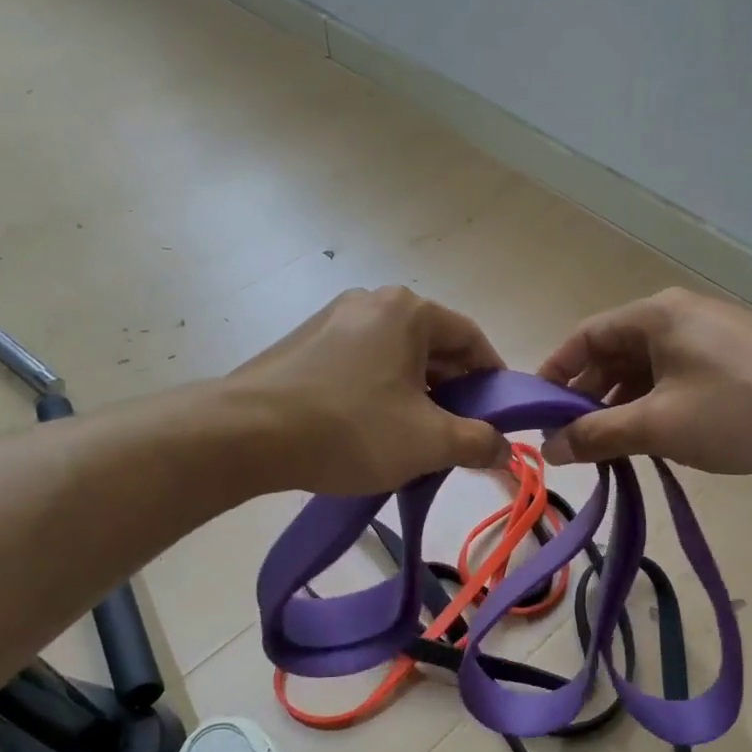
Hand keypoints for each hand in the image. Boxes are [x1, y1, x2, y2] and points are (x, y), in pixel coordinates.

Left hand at [231, 287, 509, 494]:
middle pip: (432, 347)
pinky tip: (373, 430)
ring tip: (417, 439)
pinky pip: (361, 365)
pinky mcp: (304, 345)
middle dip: (453, 392)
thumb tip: (505, 448)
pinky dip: (380, 393)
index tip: (500, 414)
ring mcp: (332, 320)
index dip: (493, 378)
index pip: (471, 339)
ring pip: (395, 358)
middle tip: (460, 434)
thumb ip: (478, 442)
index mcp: (407, 311)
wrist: (246, 435)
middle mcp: (370, 302)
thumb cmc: (351, 428)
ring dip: (417, 396)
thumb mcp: (428, 441)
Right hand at [537, 288, 751, 472]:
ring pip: (644, 369)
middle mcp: (677, 315)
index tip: (535, 412)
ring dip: (621, 405)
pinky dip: (653, 405)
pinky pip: (673, 377)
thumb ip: (598, 435)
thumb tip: (549, 448)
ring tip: (608, 447)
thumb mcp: (659, 425)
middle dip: (588, 396)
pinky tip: (652, 438)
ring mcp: (707, 335)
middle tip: (570, 438)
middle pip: (613, 352)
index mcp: (654, 315)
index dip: (554, 373)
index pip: (584, 337)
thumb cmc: (739, 409)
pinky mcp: (729, 358)